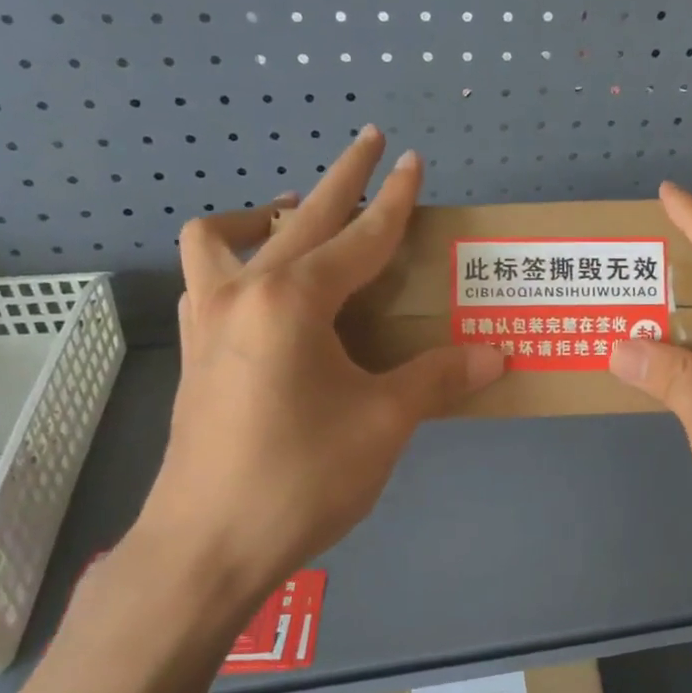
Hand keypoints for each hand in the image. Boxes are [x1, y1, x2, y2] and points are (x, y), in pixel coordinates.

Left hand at [125, 127, 504, 636]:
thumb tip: (496, 355)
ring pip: (223, 239)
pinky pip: (210, 279)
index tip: (412, 161)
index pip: (360, 237)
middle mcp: (243, 293)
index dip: (394, 200)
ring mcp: (207, 321)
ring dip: (267, 218)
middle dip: (340, 178)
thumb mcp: (384, 424)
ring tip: (298, 225)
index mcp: (293, 301)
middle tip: (369, 145)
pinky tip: (270, 297)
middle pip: (299, 217)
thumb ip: (438, 378)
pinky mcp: (195, 353)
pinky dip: (238, 262)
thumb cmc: (301, 478)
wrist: (206, 547)